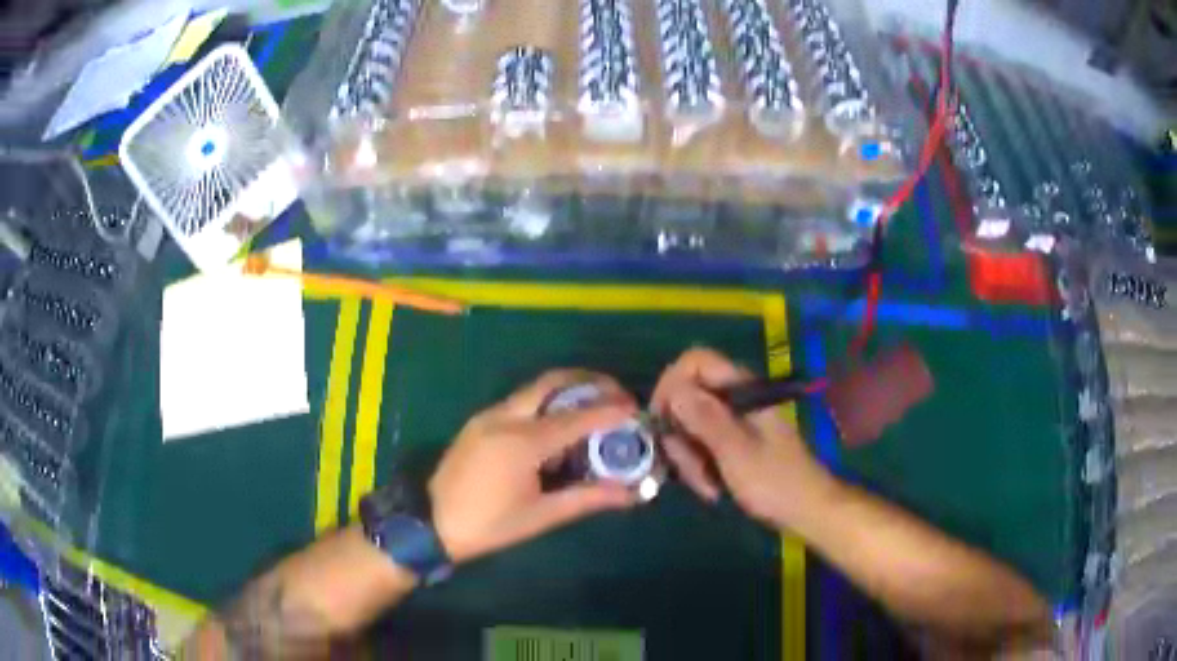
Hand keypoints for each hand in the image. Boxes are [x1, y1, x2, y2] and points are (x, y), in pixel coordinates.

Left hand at [430, 370, 639, 563]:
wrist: (430, 523)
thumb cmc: (488, 525)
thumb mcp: (541, 516)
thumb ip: (587, 498)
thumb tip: (631, 493)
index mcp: (522, 442)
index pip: (576, 417)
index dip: (610, 411)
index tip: (636, 409)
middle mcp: (505, 418)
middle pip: (553, 382)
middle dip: (589, 381)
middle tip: (616, 395)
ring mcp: (488, 415)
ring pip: (535, 389)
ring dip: (567, 390)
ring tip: (595, 406)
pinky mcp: (479, 421)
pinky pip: (520, 401)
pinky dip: (547, 403)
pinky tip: (559, 425)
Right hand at [652, 348, 836, 528]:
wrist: (808, 510)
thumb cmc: (776, 482)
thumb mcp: (736, 452)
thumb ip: (705, 418)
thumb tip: (673, 389)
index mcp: (742, 389)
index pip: (694, 361)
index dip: (671, 384)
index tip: (662, 422)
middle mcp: (736, 398)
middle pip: (687, 397)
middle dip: (680, 435)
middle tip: (690, 469)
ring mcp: (735, 421)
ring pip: (690, 425)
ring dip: (690, 457)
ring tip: (708, 486)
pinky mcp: (734, 442)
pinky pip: (702, 444)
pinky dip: (700, 466)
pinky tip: (713, 488)